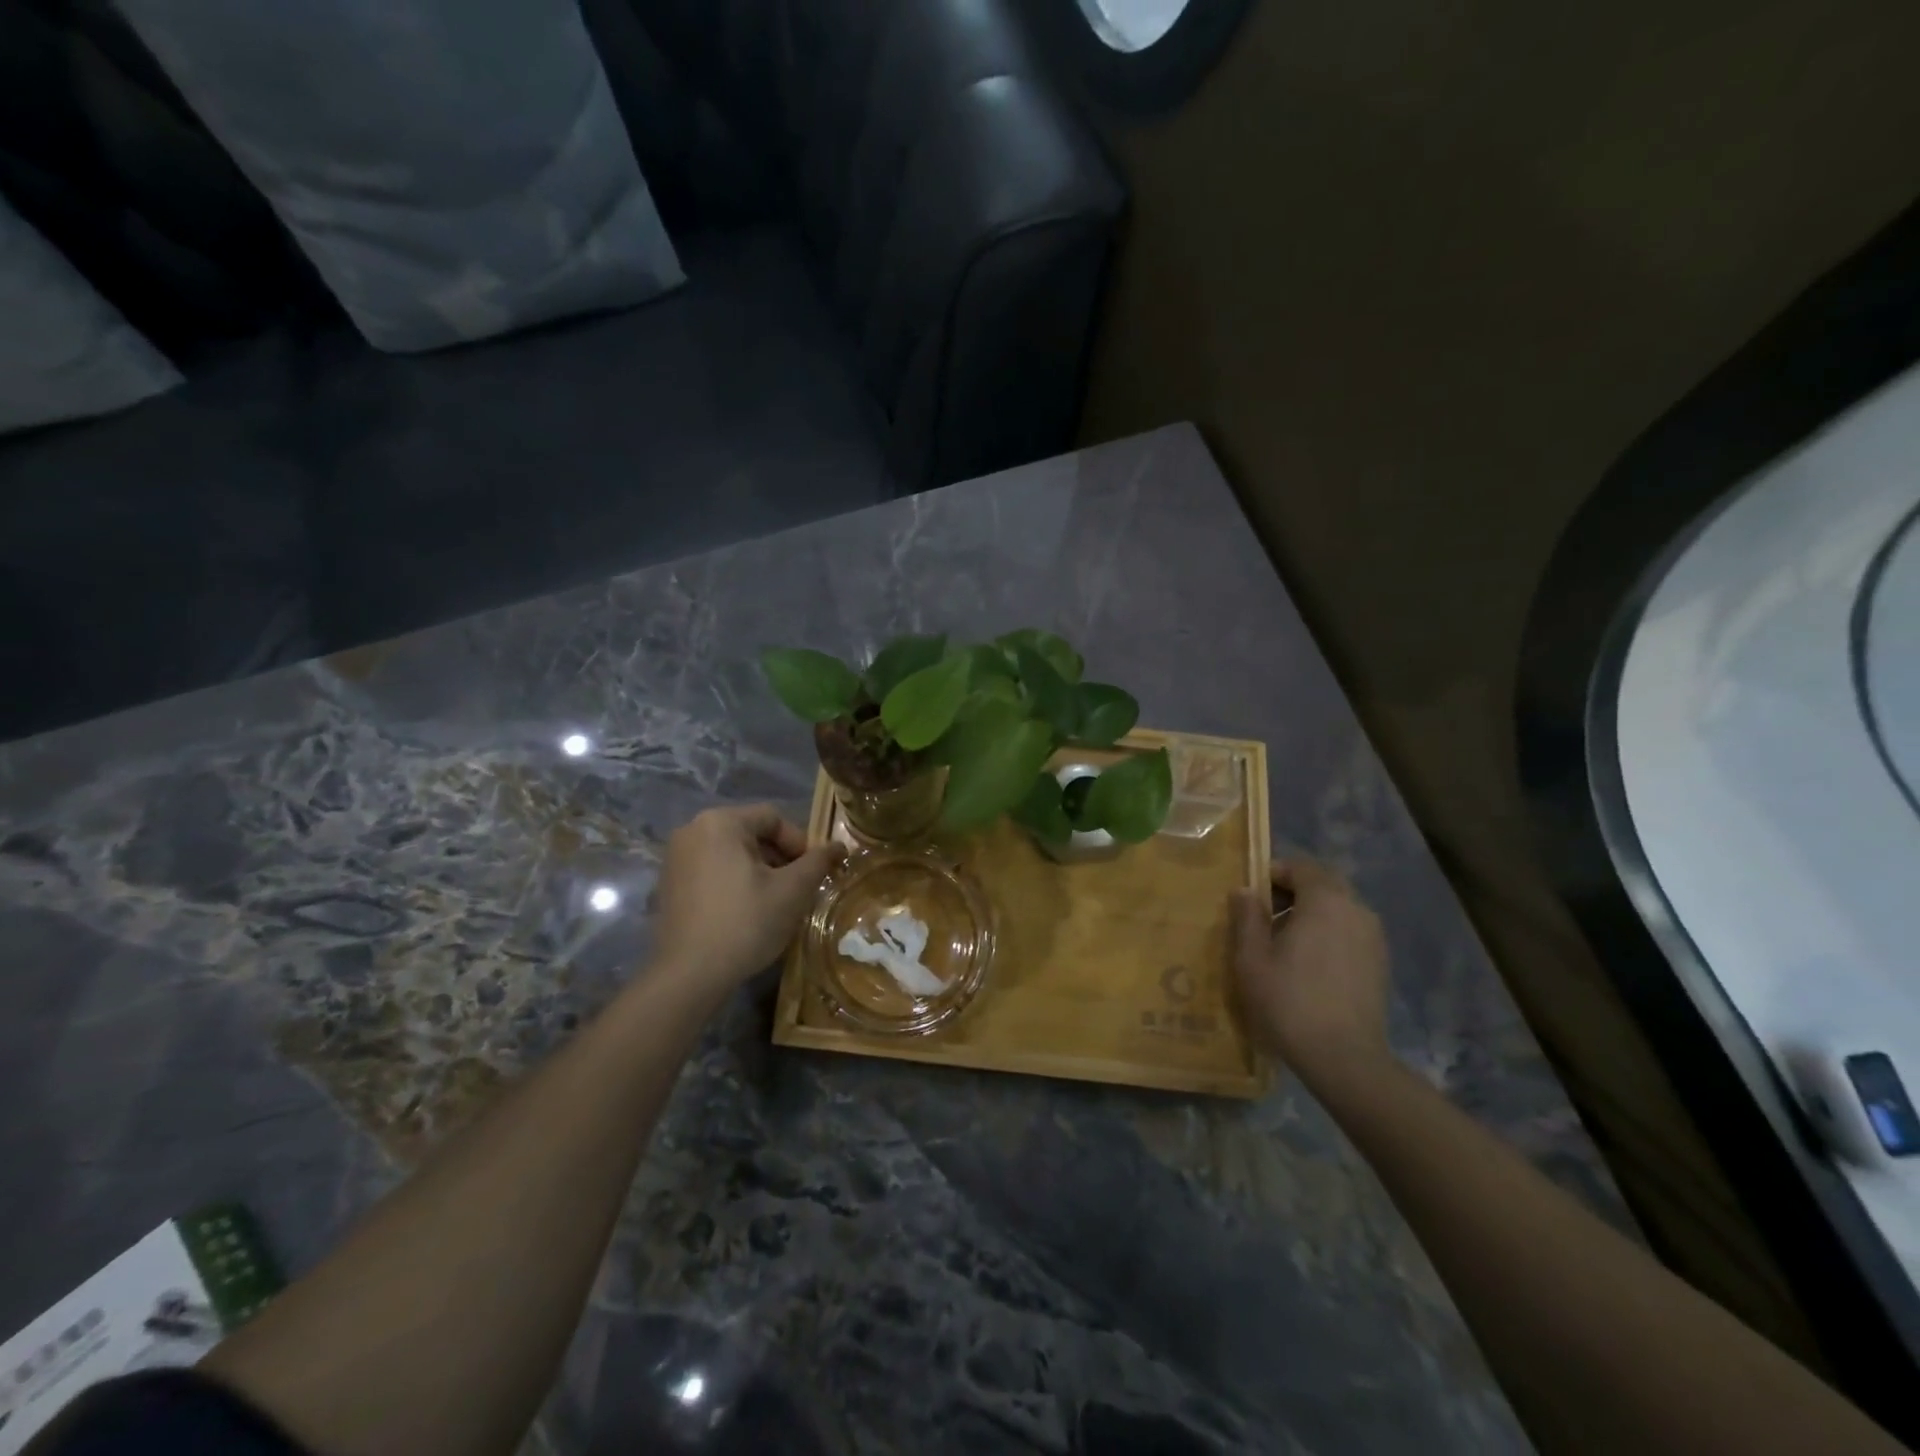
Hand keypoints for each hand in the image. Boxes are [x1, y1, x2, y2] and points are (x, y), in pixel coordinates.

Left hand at [652, 805, 843, 991]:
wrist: (689, 975)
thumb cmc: (746, 922)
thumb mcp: (792, 890)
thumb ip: (818, 862)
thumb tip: (840, 846)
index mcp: (720, 822)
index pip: (773, 818)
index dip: (800, 843)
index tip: (811, 874)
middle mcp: (692, 830)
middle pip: (751, 834)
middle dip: (779, 858)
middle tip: (796, 889)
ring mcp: (675, 858)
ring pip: (732, 854)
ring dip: (759, 872)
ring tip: (774, 903)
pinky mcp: (669, 885)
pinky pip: (712, 871)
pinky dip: (733, 883)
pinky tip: (745, 913)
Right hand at [1231, 858, 1394, 1093]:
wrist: (1344, 1058)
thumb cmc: (1289, 1001)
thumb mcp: (1251, 959)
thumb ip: (1246, 917)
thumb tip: (1243, 890)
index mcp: (1325, 900)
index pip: (1301, 866)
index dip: (1273, 873)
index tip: (1251, 896)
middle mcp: (1356, 909)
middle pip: (1323, 883)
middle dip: (1293, 891)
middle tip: (1265, 916)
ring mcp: (1373, 937)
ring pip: (1339, 907)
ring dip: (1311, 913)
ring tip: (1285, 943)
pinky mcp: (1380, 962)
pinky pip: (1350, 931)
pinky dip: (1328, 934)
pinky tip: (1309, 965)